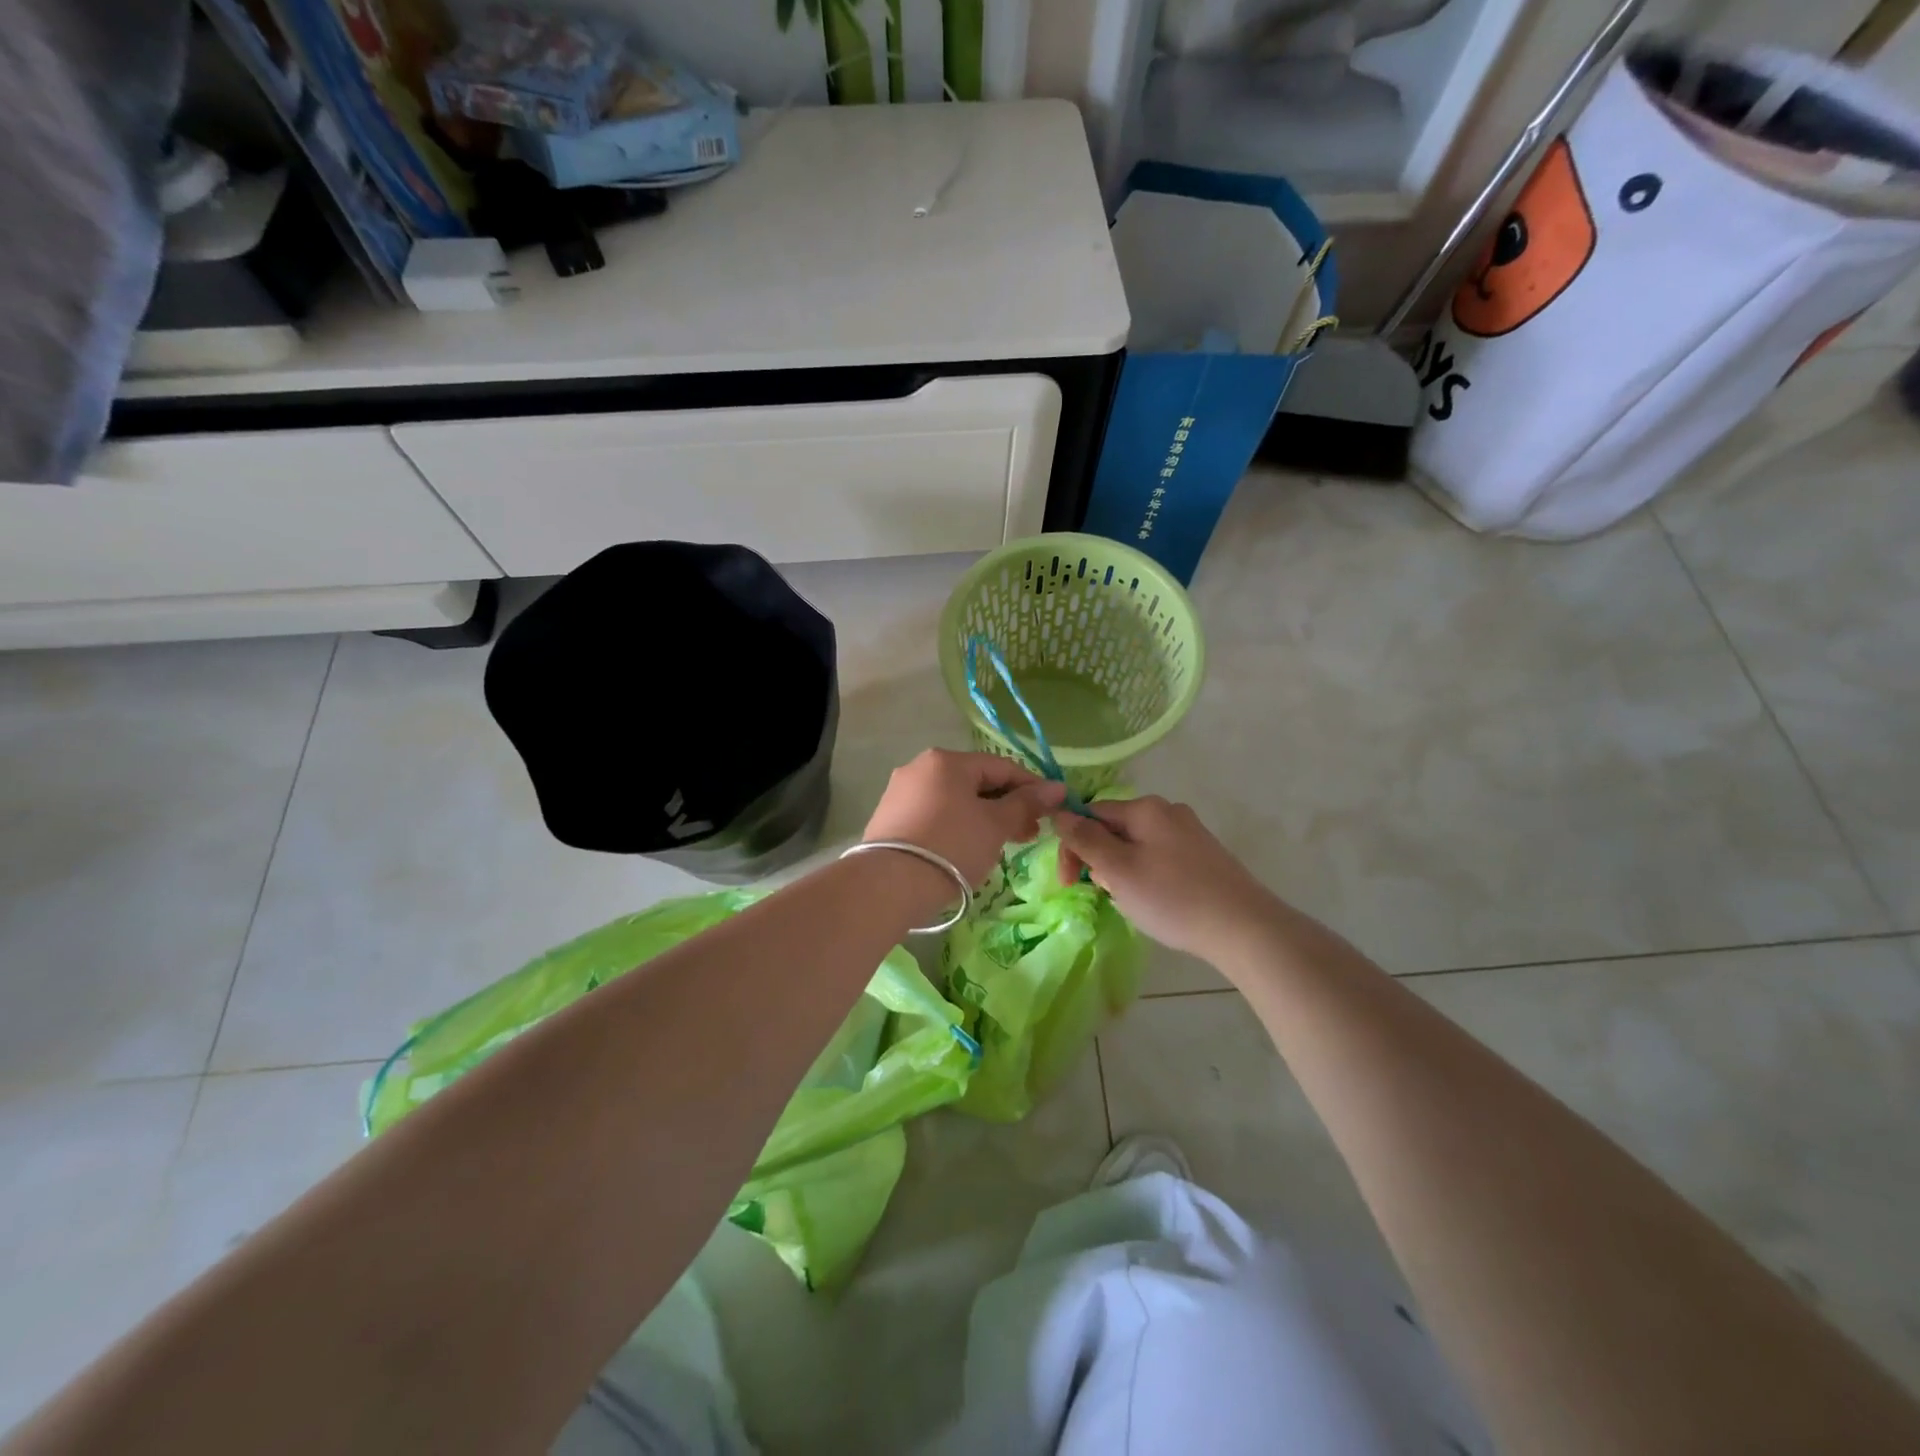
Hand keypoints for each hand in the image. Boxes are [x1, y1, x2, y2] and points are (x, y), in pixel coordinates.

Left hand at [864, 750, 1068, 888]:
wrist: (890, 885)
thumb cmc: (952, 846)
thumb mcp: (996, 824)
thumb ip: (1026, 803)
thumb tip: (1057, 788)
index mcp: (947, 760)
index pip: (1001, 766)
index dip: (1031, 787)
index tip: (1053, 808)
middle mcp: (920, 768)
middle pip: (976, 782)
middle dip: (1007, 806)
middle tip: (1030, 833)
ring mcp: (901, 793)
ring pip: (955, 800)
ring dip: (985, 818)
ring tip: (1004, 843)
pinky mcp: (890, 819)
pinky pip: (935, 815)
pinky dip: (958, 826)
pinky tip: (970, 848)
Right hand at [1053, 796, 1277, 959]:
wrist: (1244, 928)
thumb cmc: (1172, 897)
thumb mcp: (1118, 869)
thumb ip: (1085, 839)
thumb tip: (1060, 812)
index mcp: (1145, 808)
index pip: (1091, 814)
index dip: (1072, 845)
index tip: (1069, 881)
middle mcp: (1168, 811)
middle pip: (1114, 829)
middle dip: (1099, 860)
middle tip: (1104, 893)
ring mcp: (1190, 833)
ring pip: (1136, 846)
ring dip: (1121, 871)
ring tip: (1132, 902)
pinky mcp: (1204, 856)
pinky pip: (1159, 858)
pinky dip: (1146, 877)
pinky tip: (1156, 902)